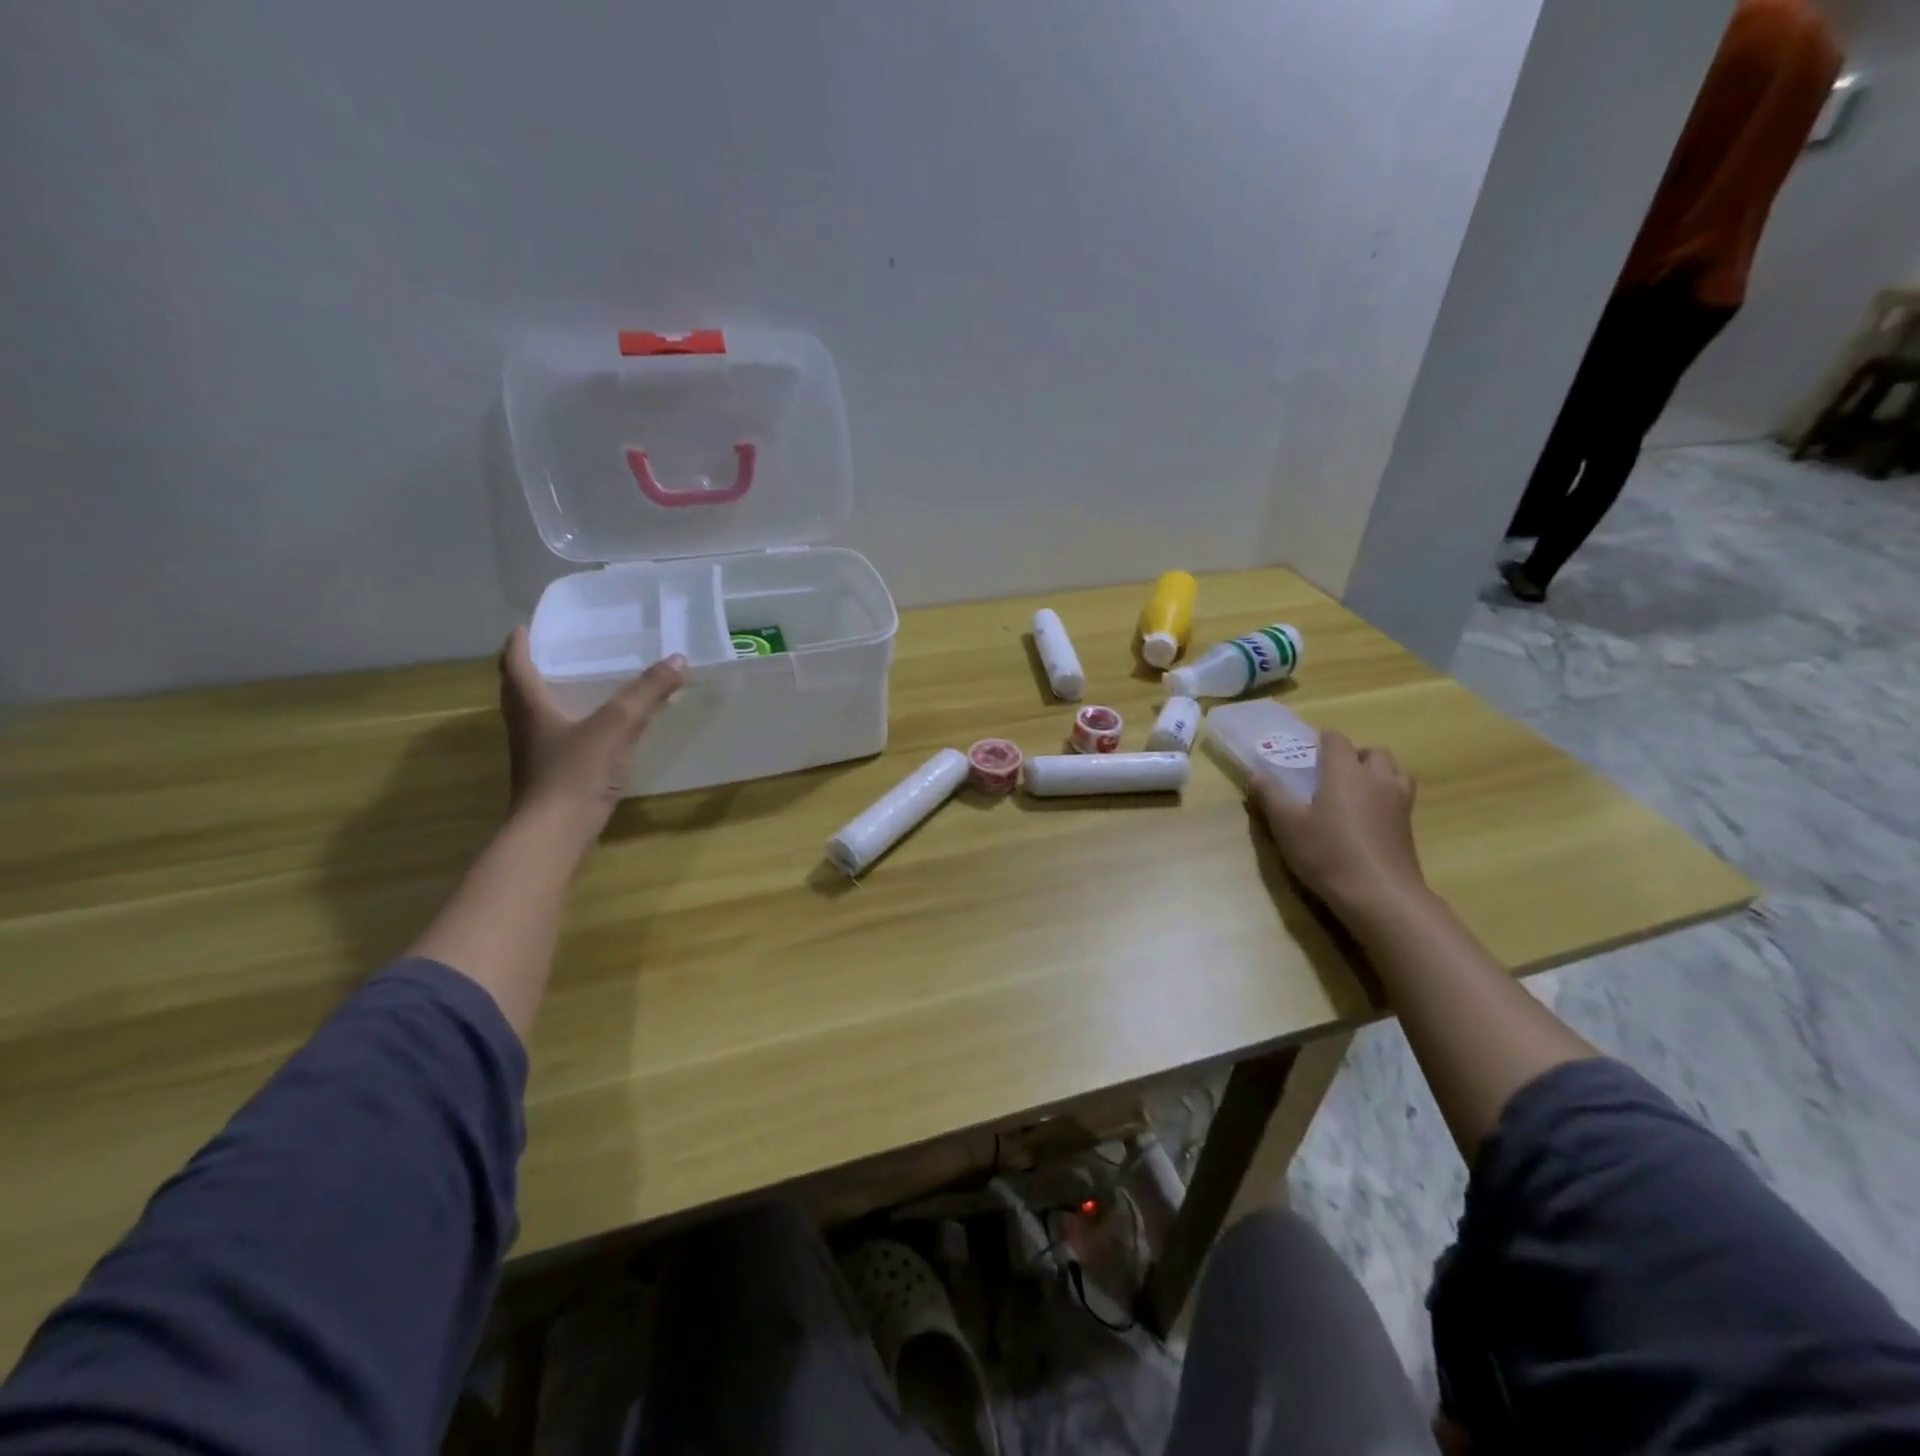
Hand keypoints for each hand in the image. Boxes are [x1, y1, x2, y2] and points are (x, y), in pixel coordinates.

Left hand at [498, 628, 686, 847]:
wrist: (554, 837)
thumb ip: (646, 693)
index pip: (515, 665)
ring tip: (581, 686)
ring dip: (551, 699)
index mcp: (530, 707)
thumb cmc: (574, 774)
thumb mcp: (615, 727)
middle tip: (558, 652)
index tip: (526, 626)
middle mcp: (526, 728)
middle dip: (534, 669)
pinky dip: (572, 727)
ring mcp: (536, 756)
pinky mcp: (552, 779)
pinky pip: (558, 741)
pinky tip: (598, 732)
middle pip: (521, 691)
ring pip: (538, 717)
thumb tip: (678, 658)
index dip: (518, 644)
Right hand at [1251, 730, 1427, 925]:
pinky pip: (1400, 797)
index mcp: (1345, 772)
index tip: (1306, 752)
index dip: (1321, 740)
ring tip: (1355, 792)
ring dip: (1376, 773)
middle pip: (1373, 752)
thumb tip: (1255, 773)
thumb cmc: (1328, 853)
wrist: (1380, 895)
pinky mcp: (1408, 826)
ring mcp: (1399, 803)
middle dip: (1353, 755)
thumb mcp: (1287, 825)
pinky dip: (1386, 797)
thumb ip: (1270, 795)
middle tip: (1331, 773)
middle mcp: (1377, 779)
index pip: (1337, 740)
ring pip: (1394, 772)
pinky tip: (1368, 818)